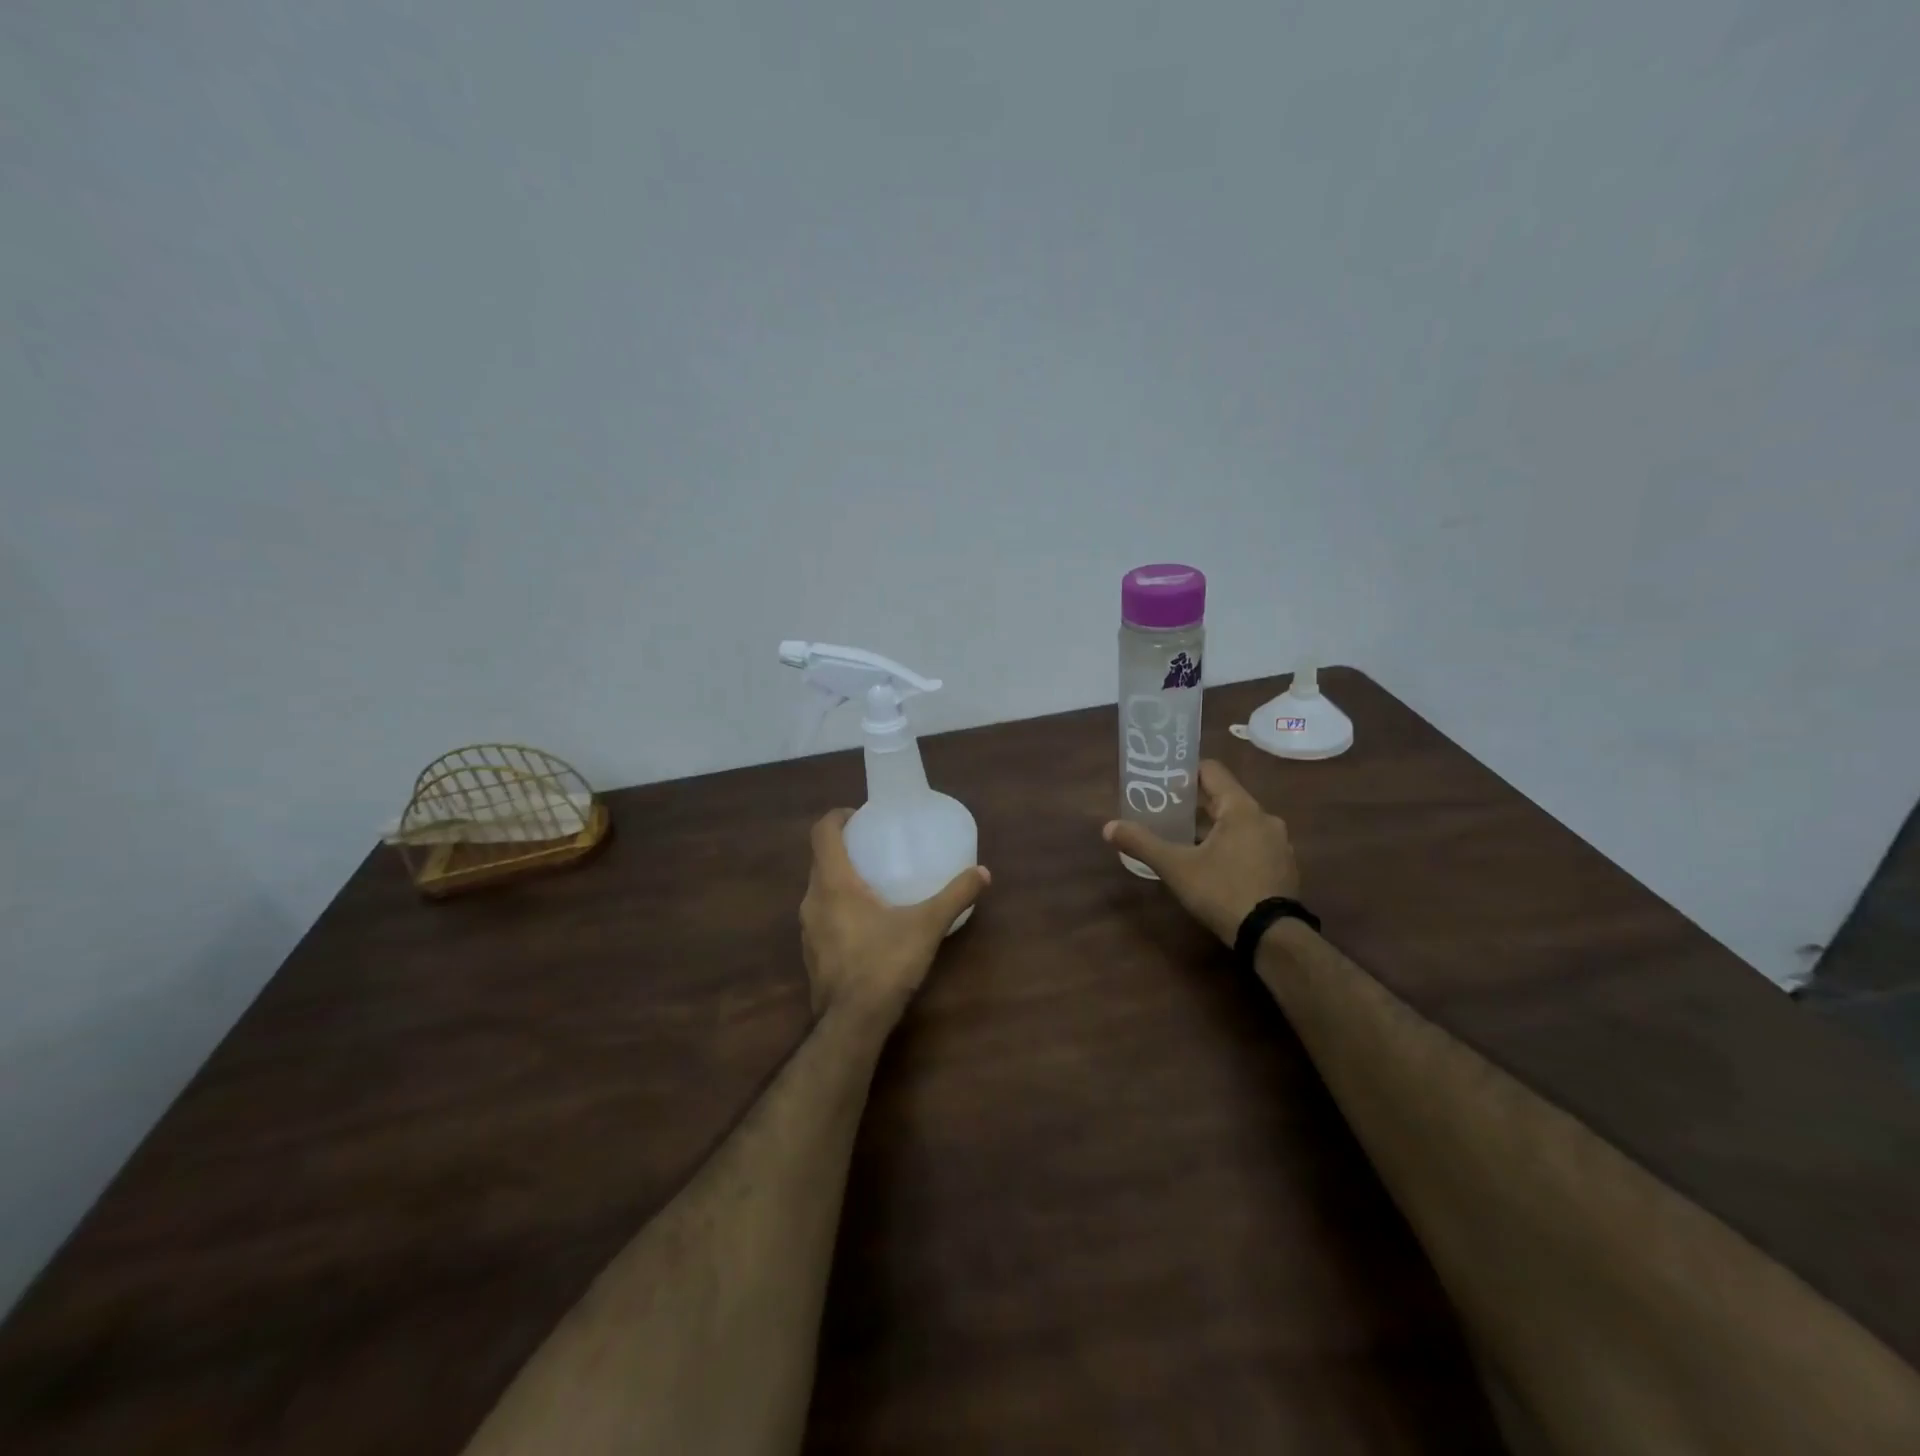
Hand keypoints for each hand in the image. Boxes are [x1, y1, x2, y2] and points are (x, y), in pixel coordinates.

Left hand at [799, 809, 989, 1023]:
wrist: (851, 1023)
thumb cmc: (884, 964)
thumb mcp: (926, 926)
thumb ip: (955, 896)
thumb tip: (983, 873)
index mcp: (834, 883)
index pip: (822, 833)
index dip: (838, 817)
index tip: (861, 816)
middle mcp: (813, 900)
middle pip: (820, 860)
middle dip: (844, 848)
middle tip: (875, 848)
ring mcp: (808, 929)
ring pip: (820, 890)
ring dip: (840, 879)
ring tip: (873, 884)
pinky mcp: (812, 953)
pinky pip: (822, 916)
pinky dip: (839, 908)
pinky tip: (867, 924)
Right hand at [1103, 759, 1299, 945]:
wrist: (1272, 938)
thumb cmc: (1223, 892)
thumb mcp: (1176, 868)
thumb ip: (1143, 843)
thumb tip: (1108, 827)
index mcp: (1242, 808)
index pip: (1212, 771)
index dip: (1184, 772)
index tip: (1162, 783)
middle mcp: (1265, 818)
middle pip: (1224, 798)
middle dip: (1194, 804)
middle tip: (1165, 813)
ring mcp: (1278, 843)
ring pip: (1239, 823)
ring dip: (1213, 828)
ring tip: (1185, 841)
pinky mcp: (1283, 867)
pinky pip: (1252, 844)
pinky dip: (1231, 846)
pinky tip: (1213, 866)